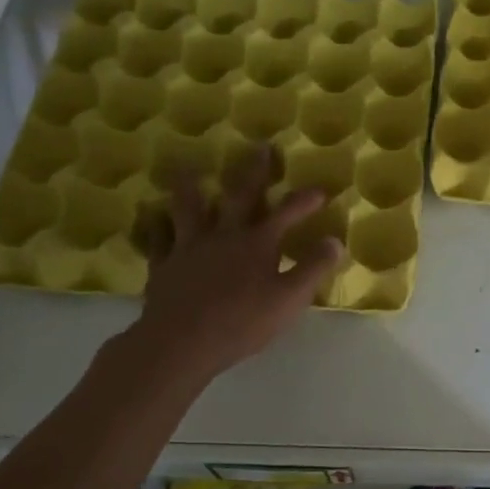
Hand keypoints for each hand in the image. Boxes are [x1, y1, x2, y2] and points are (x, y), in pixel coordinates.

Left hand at [135, 145, 343, 378]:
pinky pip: (158, 238)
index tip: (320, 189)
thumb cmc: (242, 322)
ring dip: (191, 187)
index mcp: (258, 243)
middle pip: (241, 195)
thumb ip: (312, 268)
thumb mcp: (289, 299)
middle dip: (254, 170)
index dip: (305, 200)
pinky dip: (157, 226)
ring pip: (190, 207)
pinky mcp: (164, 265)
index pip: (287, 212)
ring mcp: (190, 247)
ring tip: (187, 168)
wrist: (181, 342)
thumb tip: (336, 242)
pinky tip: (153, 218)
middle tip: (259, 146)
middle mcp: (224, 235)